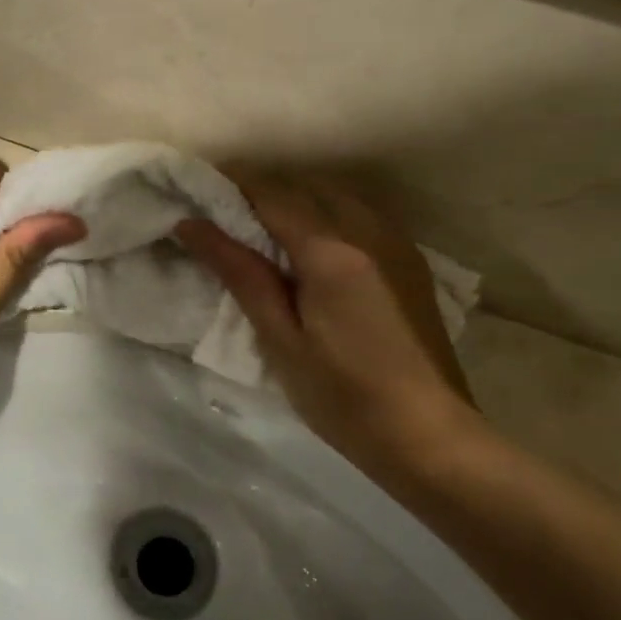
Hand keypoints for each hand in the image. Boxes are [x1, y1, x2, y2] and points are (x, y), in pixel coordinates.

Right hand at [175, 174, 482, 492]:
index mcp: (332, 251)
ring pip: (336, 195)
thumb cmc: (343, 396)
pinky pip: (361, 214)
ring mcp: (396, 242)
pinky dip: (327, 215)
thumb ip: (240, 273)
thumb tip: (192, 225)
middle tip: (223, 216)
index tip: (198, 193)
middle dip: (262, 191)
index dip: (231, 185)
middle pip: (305, 187)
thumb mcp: (280, 339)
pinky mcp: (410, 260)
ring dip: (296, 200)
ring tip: (262, 230)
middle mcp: (368, 230)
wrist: (428, 434)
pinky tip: (312, 246)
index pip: (272, 194)